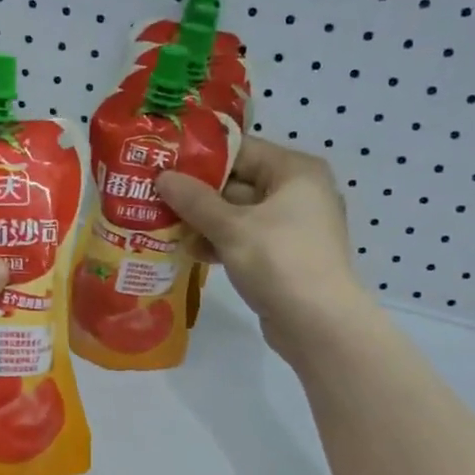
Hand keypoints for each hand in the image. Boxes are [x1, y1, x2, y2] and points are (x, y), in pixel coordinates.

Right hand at [156, 137, 372, 362]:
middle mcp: (298, 192)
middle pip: (239, 182)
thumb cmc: (279, 261)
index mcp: (295, 171)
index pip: (241, 150)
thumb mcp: (231, 228)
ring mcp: (292, 226)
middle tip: (155, 196)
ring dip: (204, 221)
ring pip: (239, 214)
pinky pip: (246, 239)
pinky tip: (190, 251)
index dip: (201, 157)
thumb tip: (162, 177)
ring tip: (163, 225)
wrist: (318, 324)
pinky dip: (220, 243)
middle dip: (198, 193)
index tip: (164, 163)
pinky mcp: (284, 256)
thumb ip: (195, 200)